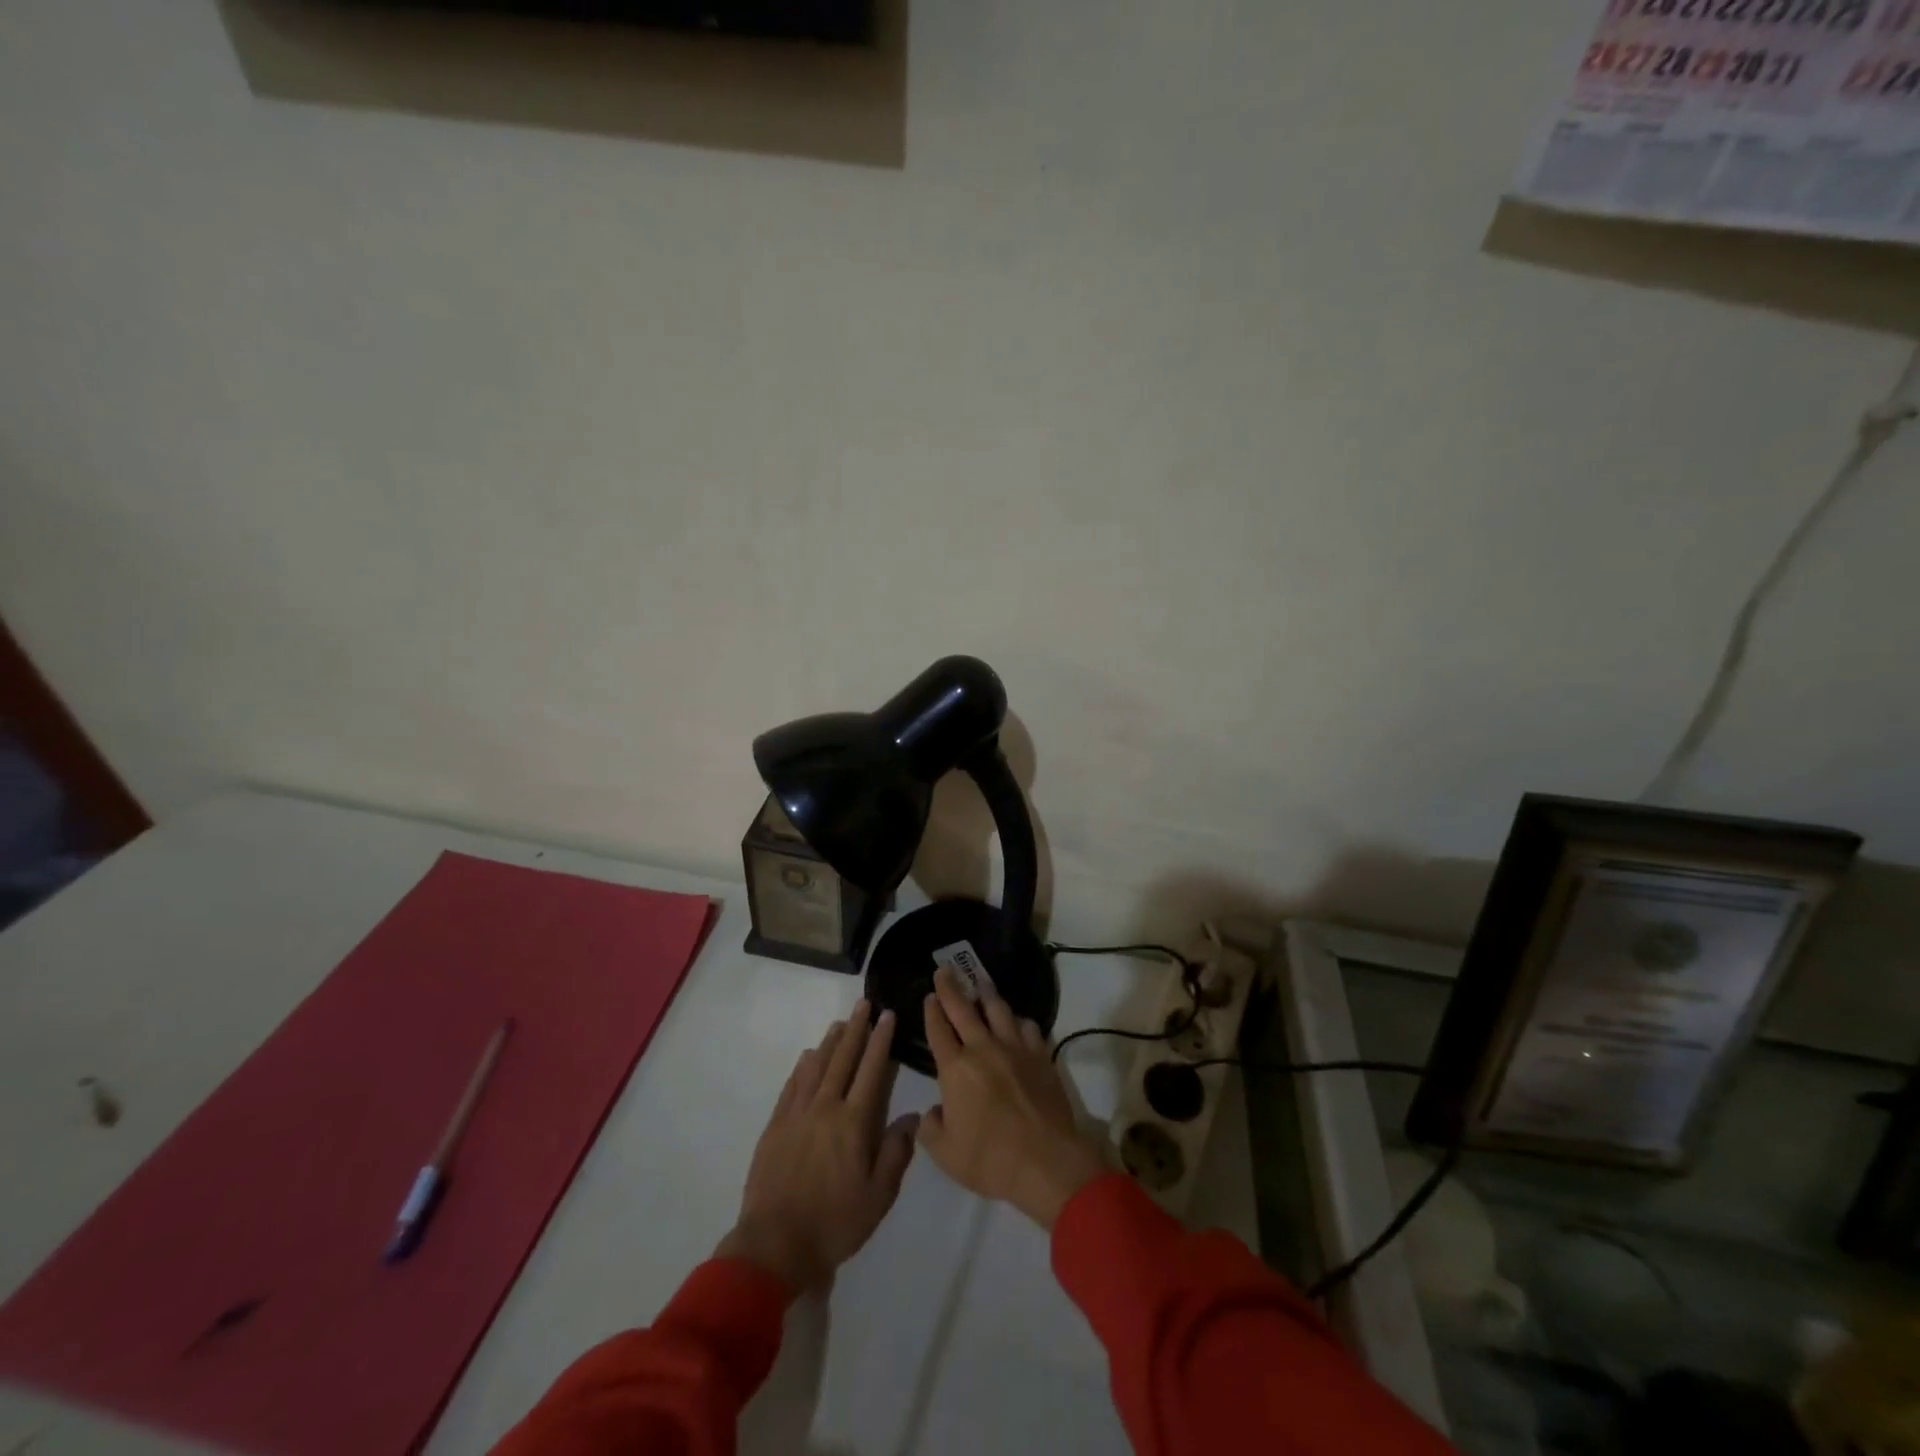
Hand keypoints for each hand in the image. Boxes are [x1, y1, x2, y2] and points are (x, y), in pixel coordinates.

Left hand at [718, 1002, 918, 1292]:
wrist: (775, 1245)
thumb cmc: (834, 1224)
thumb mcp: (878, 1197)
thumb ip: (896, 1152)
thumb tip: (912, 1117)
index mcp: (853, 1122)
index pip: (871, 1070)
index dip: (881, 1041)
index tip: (887, 1015)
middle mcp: (825, 1108)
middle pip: (843, 1059)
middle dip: (856, 1029)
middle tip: (864, 1004)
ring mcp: (797, 1114)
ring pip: (816, 1066)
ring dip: (831, 1042)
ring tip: (841, 1022)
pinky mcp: (775, 1126)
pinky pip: (792, 1086)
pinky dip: (803, 1066)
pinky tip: (808, 1056)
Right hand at [917, 967, 1109, 1229]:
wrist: (1045, 1161)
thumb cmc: (989, 1159)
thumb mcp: (945, 1154)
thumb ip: (931, 1128)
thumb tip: (934, 1112)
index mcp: (955, 1069)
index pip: (938, 1030)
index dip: (932, 1011)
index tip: (929, 995)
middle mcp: (983, 1049)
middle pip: (963, 1009)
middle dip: (951, 987)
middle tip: (945, 969)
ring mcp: (1015, 1049)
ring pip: (999, 1010)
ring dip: (987, 994)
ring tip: (981, 982)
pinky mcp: (1041, 1056)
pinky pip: (1028, 1027)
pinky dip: (1019, 1021)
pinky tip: (1018, 1021)